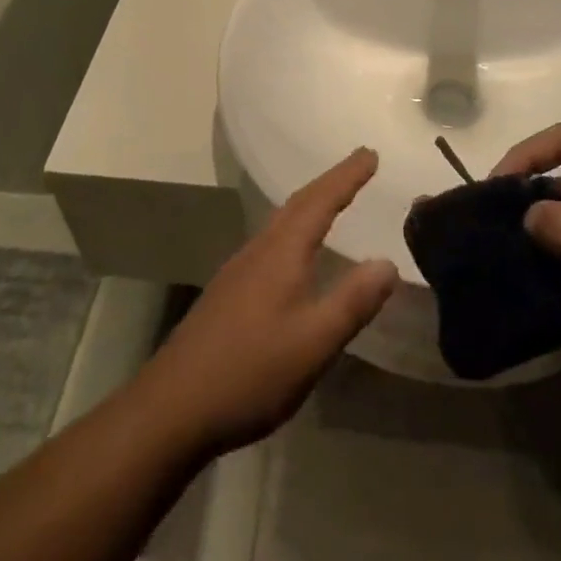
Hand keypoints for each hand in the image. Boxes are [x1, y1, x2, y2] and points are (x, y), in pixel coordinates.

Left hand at [135, 149, 396, 454]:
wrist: (172, 407)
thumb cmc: (250, 372)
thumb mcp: (313, 343)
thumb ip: (352, 302)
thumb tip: (388, 262)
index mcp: (281, 253)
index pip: (320, 202)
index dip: (347, 176)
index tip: (370, 153)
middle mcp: (259, 251)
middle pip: (298, 204)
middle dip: (330, 182)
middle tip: (358, 165)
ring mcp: (238, 271)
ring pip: (280, 223)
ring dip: (310, 204)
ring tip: (332, 200)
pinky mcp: (228, 293)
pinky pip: (270, 242)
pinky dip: (293, 230)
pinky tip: (294, 254)